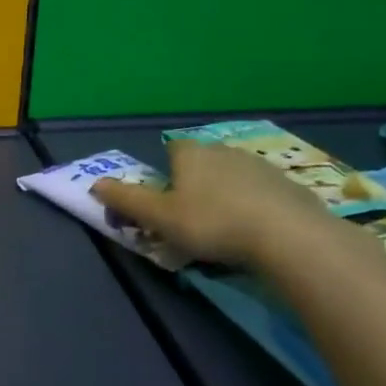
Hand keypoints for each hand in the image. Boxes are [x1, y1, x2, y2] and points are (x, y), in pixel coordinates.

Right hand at [91, 139, 338, 268]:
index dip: (167, 173)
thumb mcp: (159, 217)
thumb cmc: (212, 222)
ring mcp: (261, 166)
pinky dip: (256, 207)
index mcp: (191, 153)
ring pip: (233, 178)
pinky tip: (257, 233)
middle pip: (203, 164)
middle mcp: (224, 150)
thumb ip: (126, 200)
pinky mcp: (290, 185)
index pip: (172, 150)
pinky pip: (263, 194)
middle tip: (192, 220)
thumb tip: (95, 184)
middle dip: (196, 185)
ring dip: (227, 196)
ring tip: (226, 230)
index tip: (167, 200)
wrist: (288, 236)